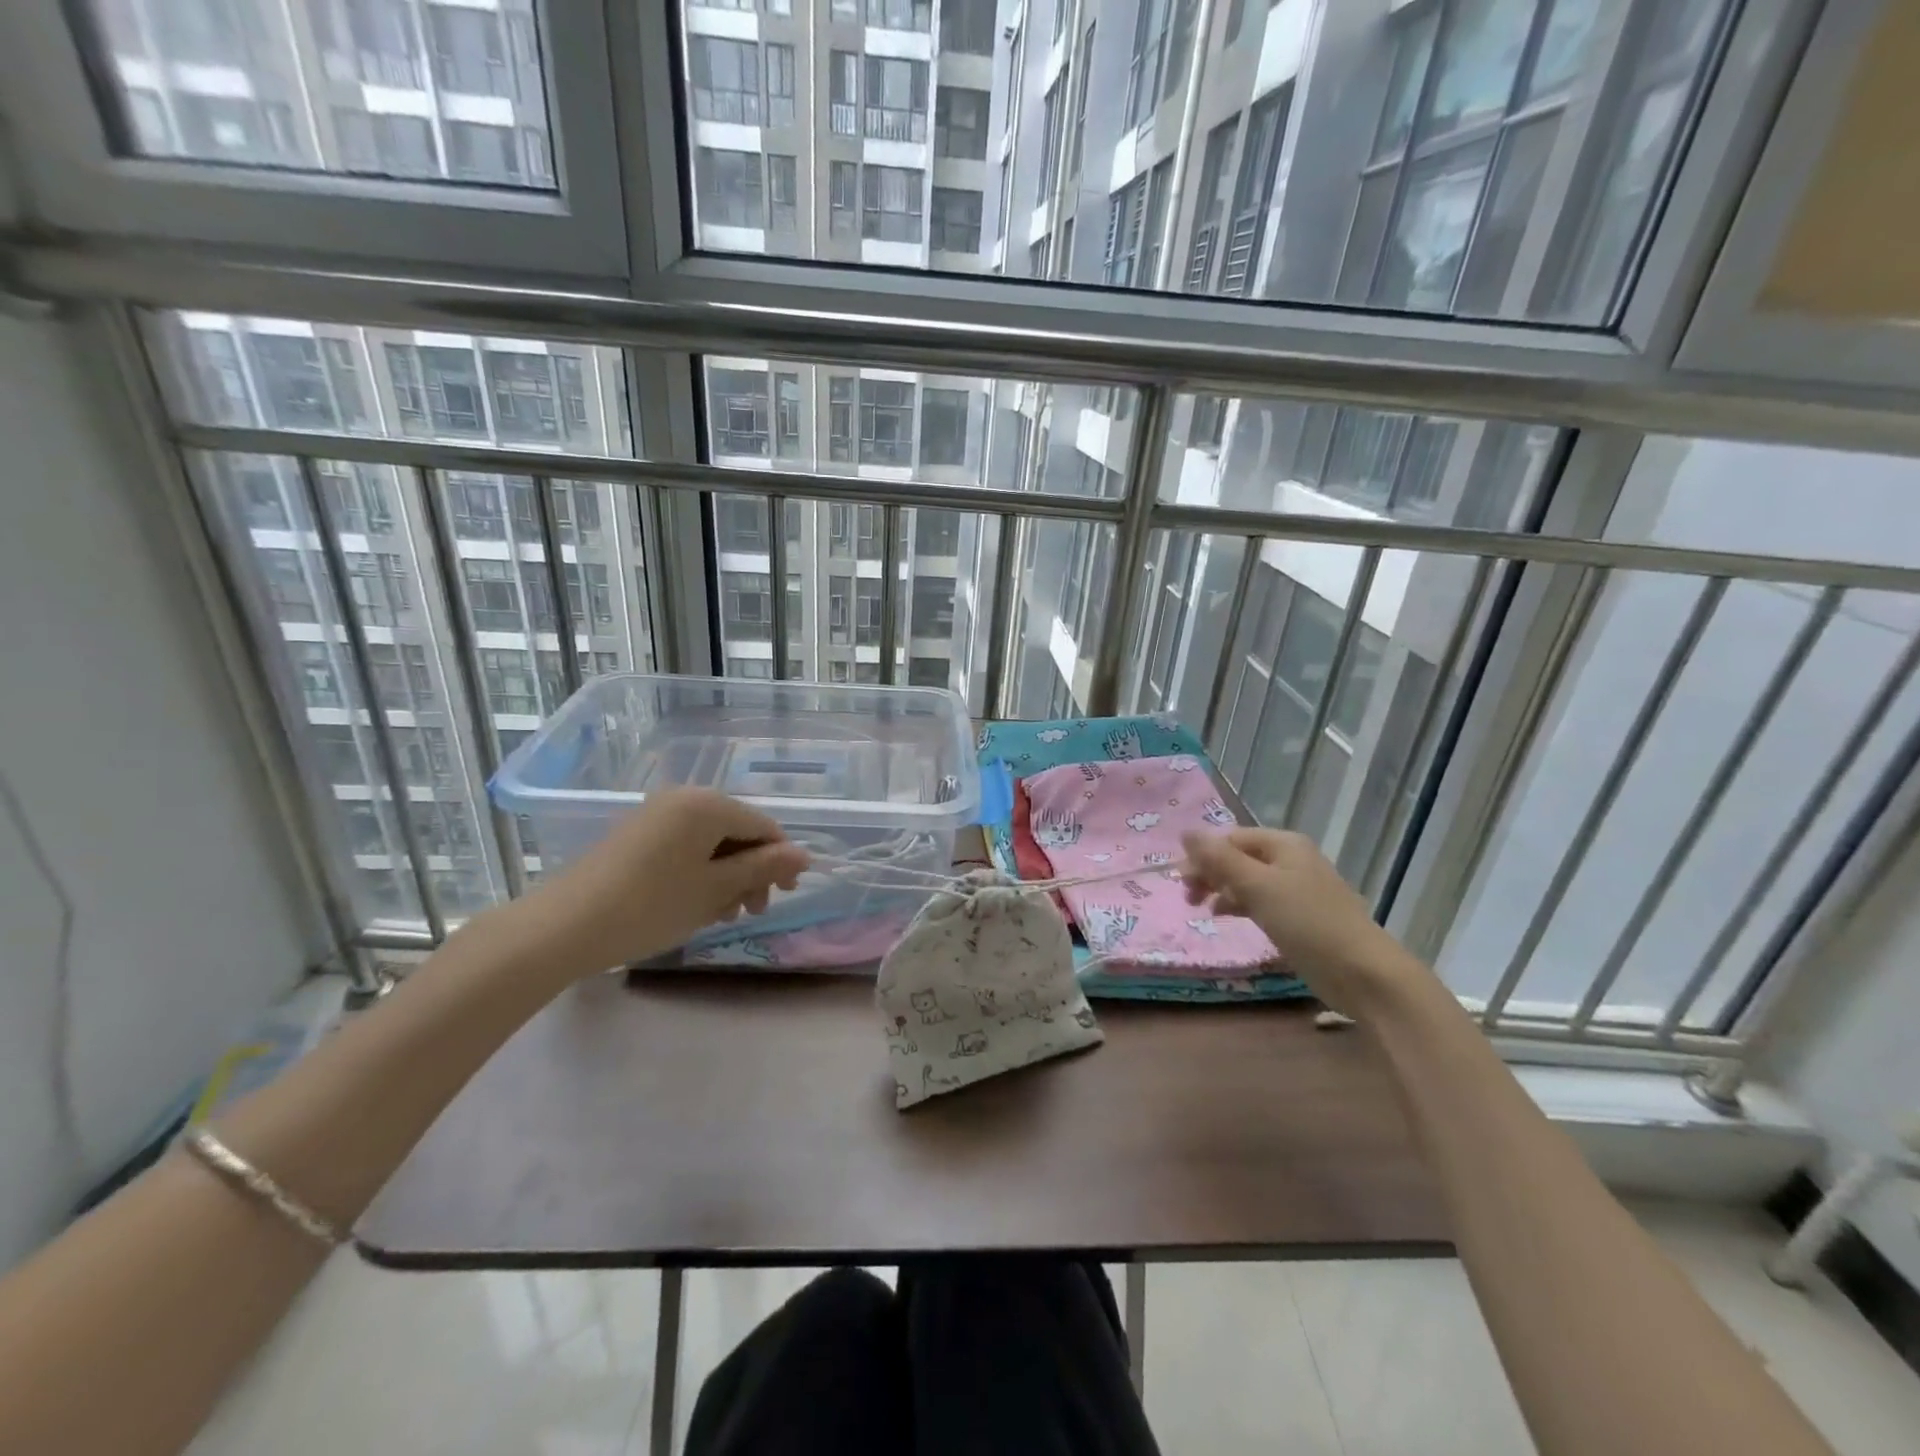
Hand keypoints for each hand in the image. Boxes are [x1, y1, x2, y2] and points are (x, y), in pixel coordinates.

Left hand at [507, 788, 809, 980]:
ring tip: (720, 914)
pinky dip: (699, 872)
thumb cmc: (651, 905)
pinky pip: (685, 846)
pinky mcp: (636, 834)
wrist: (563, 927)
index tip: (783, 896)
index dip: (780, 860)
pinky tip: (694, 904)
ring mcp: (656, 815)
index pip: (763, 826)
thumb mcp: (715, 889)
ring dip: (726, 875)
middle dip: (751, 870)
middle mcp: (684, 798)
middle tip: (750, 911)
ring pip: (711, 842)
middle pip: (738, 831)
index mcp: (708, 804)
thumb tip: (803, 855)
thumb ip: (762, 868)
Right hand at [1180, 827, 1423, 1011]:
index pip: (1230, 838)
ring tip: (1202, 910)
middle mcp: (1291, 859)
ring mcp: (1297, 888)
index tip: (1179, 882)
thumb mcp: (1257, 887)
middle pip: (1237, 857)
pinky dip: (1240, 905)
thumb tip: (1185, 832)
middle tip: (1187, 897)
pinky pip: (1261, 900)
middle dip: (1209, 873)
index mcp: (1283, 844)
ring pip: (1247, 879)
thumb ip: (1219, 859)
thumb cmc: (1307, 922)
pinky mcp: (1301, 916)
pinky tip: (1227, 918)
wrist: (1363, 973)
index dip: (1201, 855)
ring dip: (1221, 890)